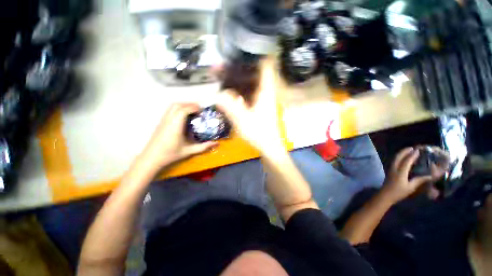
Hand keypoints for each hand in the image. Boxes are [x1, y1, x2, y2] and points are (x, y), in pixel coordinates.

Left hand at [139, 103, 216, 171]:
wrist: (151, 158)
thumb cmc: (170, 154)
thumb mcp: (189, 151)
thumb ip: (203, 147)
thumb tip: (216, 143)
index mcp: (175, 126)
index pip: (184, 110)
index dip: (194, 107)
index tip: (202, 111)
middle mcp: (168, 120)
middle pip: (178, 105)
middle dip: (189, 104)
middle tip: (199, 110)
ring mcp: (163, 120)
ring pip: (172, 106)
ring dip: (183, 105)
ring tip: (192, 111)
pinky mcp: (161, 122)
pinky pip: (169, 110)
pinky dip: (178, 108)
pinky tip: (183, 116)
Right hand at [216, 59, 283, 152]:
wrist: (268, 146)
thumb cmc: (259, 133)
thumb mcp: (242, 120)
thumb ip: (229, 106)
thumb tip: (216, 94)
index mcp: (265, 91)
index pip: (265, 64)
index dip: (256, 53)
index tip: (241, 47)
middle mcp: (265, 92)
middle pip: (252, 73)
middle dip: (236, 68)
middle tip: (219, 68)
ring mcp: (262, 99)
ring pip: (249, 83)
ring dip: (235, 80)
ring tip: (219, 77)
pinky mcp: (259, 105)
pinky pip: (248, 93)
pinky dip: (238, 90)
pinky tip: (228, 92)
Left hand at [381, 147, 432, 202]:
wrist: (385, 195)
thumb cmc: (399, 192)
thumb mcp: (411, 187)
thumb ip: (419, 180)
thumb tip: (430, 176)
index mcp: (400, 172)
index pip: (406, 161)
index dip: (412, 155)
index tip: (417, 150)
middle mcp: (394, 168)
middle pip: (398, 157)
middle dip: (404, 151)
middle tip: (412, 148)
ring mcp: (390, 169)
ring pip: (395, 158)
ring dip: (401, 154)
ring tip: (408, 151)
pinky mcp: (389, 171)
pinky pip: (394, 161)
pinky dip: (399, 158)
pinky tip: (403, 158)